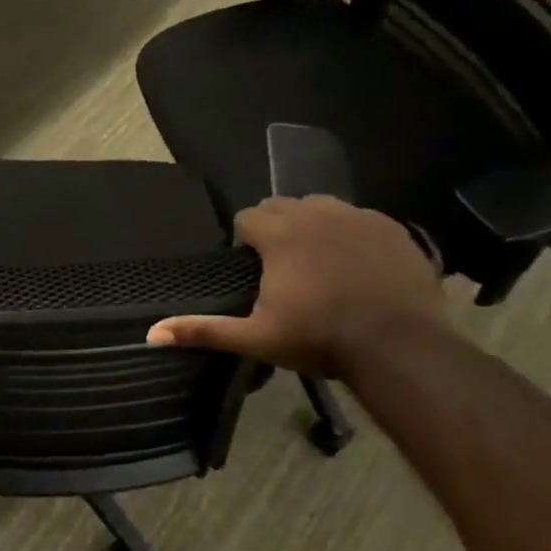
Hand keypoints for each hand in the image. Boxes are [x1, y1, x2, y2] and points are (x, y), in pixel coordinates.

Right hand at [147, 196, 443, 379]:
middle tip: (280, 268)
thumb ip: (203, 330)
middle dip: (275, 228)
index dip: (244, 240)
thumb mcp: (255, 338)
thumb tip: (151, 333)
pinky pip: (358, 217)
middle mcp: (316, 214)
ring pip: (321, 206)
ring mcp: (358, 217)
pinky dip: (348, 233)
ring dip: (310, 225)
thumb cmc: (319, 339)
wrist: (399, 345)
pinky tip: (354, 265)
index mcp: (280, 235)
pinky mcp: (391, 228)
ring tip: (316, 261)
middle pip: (282, 205)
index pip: (248, 216)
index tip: (251, 268)